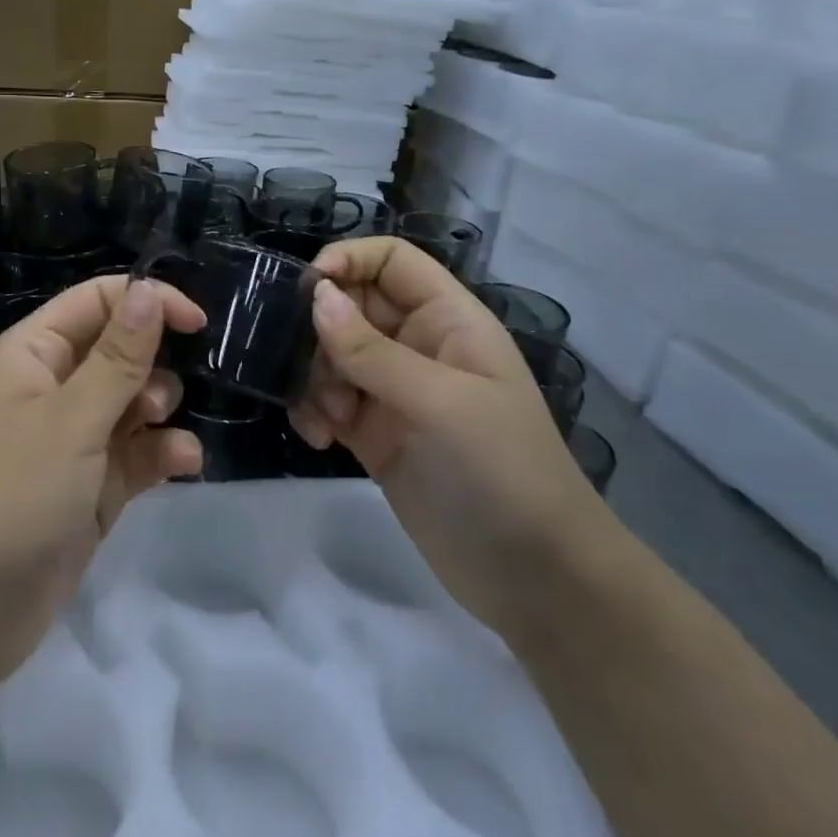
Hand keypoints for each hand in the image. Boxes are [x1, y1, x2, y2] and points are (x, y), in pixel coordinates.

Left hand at [0, 275, 205, 678]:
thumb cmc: (15, 494)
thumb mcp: (72, 418)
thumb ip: (119, 357)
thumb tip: (147, 290)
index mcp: (32, 355)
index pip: (96, 301)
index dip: (146, 302)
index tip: (198, 322)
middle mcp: (51, 389)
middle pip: (118, 351)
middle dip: (151, 366)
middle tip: (157, 398)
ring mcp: (71, 440)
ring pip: (132, 403)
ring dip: (159, 411)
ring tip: (159, 436)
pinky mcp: (90, 486)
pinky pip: (135, 453)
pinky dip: (160, 454)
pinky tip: (182, 465)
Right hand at [288, 238, 604, 629]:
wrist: (533, 576)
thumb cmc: (501, 471)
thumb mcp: (440, 403)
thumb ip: (372, 350)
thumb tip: (316, 297)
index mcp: (449, 321)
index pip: (393, 262)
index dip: (349, 260)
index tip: (304, 290)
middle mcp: (419, 348)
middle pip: (352, 307)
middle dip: (321, 332)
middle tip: (309, 369)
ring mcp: (395, 394)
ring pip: (332, 356)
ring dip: (314, 379)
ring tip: (326, 418)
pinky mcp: (374, 436)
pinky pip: (329, 402)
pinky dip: (314, 412)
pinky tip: (318, 439)